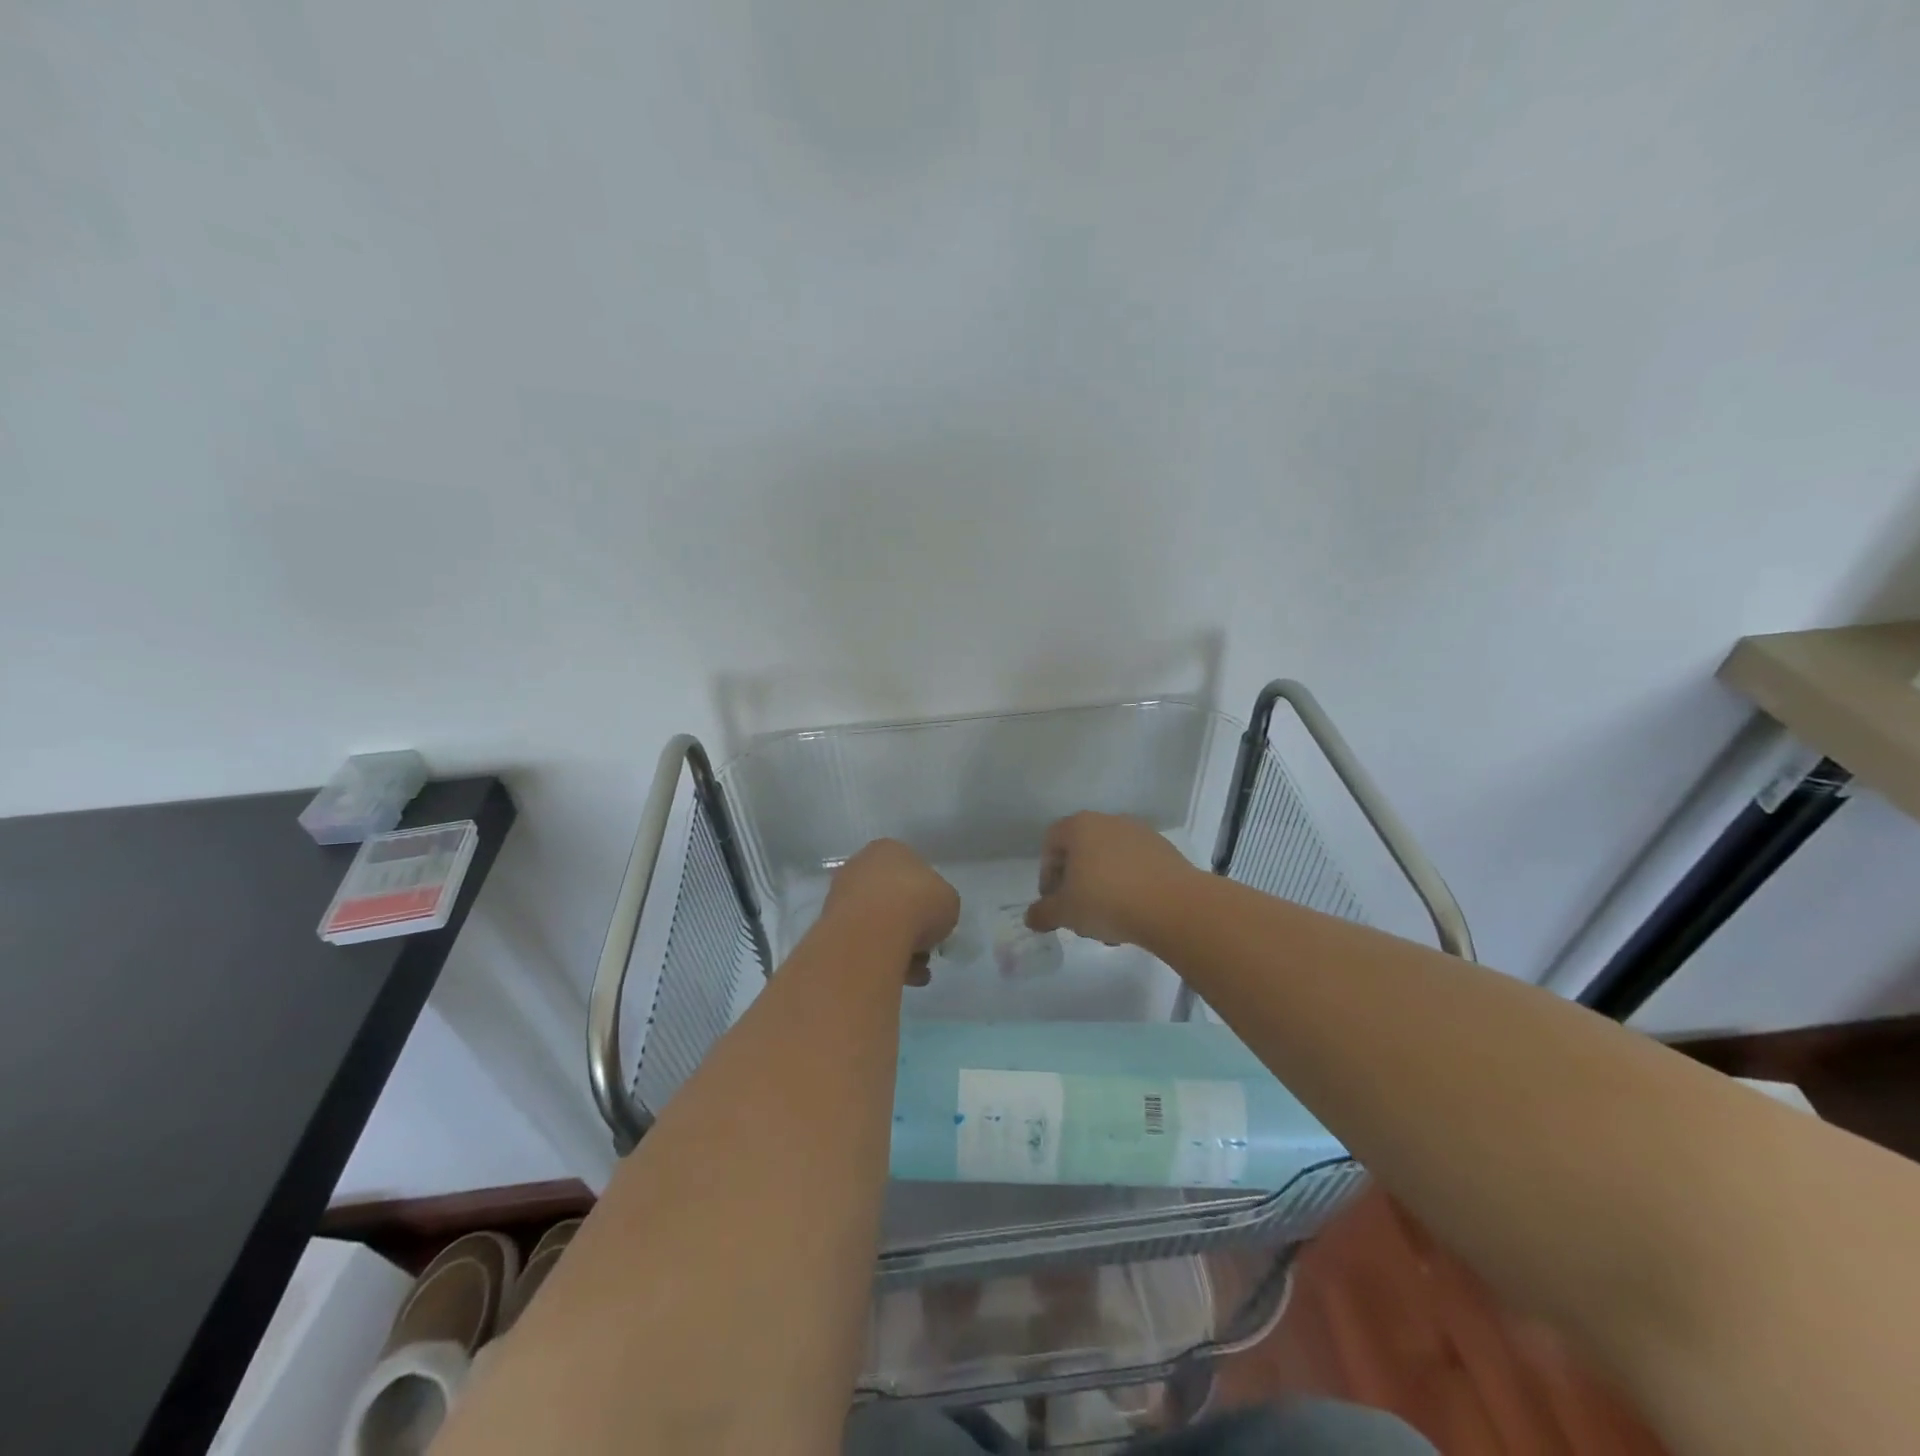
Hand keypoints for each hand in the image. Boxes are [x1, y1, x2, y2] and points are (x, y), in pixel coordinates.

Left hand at [823, 839, 959, 984]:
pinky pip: (862, 942)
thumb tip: (932, 920)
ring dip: (898, 947)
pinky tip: (900, 977)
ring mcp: (841, 895)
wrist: (873, 930)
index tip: (936, 921)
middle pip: (892, 898)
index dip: (927, 898)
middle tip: (926, 950)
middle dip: (910, 926)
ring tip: (917, 972)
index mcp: (889, 850)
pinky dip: (880, 958)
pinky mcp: (829, 926)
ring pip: (876, 923)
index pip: (912, 871)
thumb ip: (941, 905)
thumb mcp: (949, 901)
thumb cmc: (918, 902)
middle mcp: (861, 866)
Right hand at [1025, 812, 1199, 946]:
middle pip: (1082, 850)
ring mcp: (1141, 834)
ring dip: (1103, 886)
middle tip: (1077, 911)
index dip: (1047, 873)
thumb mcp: (1066, 912)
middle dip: (1076, 882)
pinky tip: (1133, 914)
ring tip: (1107, 920)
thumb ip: (1043, 913)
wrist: (1174, 906)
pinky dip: (1129, 886)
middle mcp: (1109, 821)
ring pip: (1110, 860)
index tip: (1052, 900)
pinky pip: (1136, 867)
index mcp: (1080, 827)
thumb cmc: (1107, 900)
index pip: (1051, 842)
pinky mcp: (1166, 851)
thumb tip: (1030, 917)